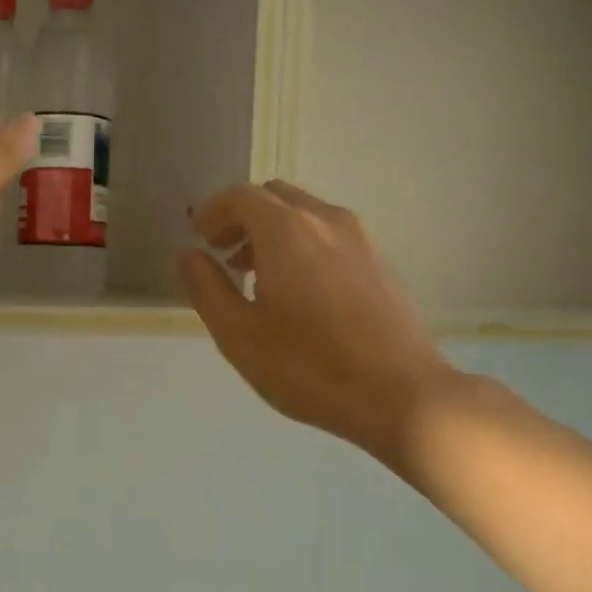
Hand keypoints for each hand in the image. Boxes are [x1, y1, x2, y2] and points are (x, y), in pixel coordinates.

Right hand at [180, 181, 459, 463]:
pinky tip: (298, 293)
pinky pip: (330, 234)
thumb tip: (188, 254)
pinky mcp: (380, 262)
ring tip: (256, 277)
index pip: (240, 196)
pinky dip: (302, 244)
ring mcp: (360, 239)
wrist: (403, 395)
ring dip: (272, 231)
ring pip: (305, 214)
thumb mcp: (239, 335)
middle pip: (274, 196)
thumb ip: (206, 287)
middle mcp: (326, 221)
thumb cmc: (308, 367)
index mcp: (286, 231)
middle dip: (241, 217)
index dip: (211, 211)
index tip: (198, 238)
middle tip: (223, 255)